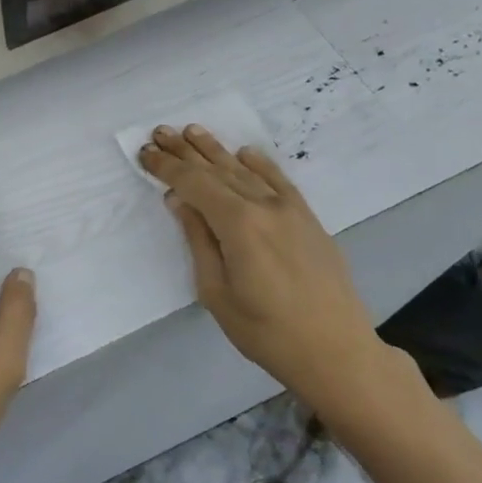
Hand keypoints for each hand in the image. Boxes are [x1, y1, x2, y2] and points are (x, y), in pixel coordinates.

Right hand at [138, 126, 428, 430]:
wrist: (336, 351)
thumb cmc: (266, 331)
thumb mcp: (216, 292)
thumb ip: (198, 240)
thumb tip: (180, 200)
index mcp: (238, 224)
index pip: (195, 184)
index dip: (167, 168)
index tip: (145, 154)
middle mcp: (264, 206)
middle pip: (218, 170)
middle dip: (186, 151)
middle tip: (160, 132)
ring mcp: (290, 209)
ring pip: (245, 171)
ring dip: (216, 150)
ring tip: (192, 131)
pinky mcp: (308, 218)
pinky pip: (279, 181)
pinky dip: (259, 164)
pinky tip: (244, 153)